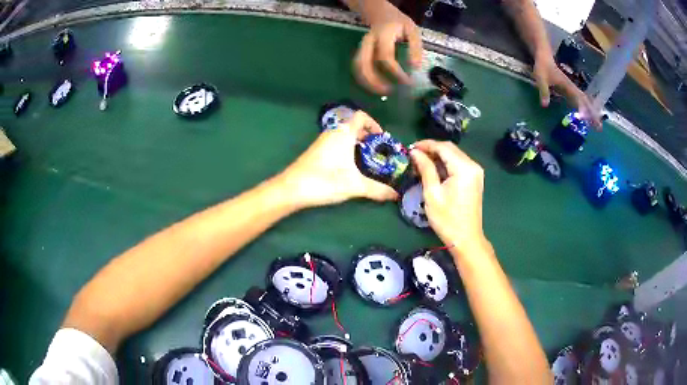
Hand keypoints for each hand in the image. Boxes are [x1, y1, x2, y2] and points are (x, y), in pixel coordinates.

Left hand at [278, 111, 397, 207]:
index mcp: (343, 133)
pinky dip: (347, 150)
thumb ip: (377, 190)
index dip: (374, 124)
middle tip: (379, 153)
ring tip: (368, 161)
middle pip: (354, 126)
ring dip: (357, 144)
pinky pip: (337, 143)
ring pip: (345, 136)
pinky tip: (350, 168)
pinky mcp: (316, 152)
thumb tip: (396, 195)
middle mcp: (333, 133)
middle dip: (369, 137)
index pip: (361, 117)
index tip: (383, 139)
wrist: (291, 189)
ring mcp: (323, 142)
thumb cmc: (324, 181)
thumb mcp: (354, 185)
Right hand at [353, 1, 422, 93]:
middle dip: (373, 81)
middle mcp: (368, 41)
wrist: (381, 13)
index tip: (407, 82)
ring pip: (357, 67)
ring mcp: (361, 46)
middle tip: (389, 91)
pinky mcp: (360, 52)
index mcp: (382, 35)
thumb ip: (415, 48)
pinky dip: (365, 79)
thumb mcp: (412, 30)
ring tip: (382, 91)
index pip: (385, 57)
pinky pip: (359, 67)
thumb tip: (415, 68)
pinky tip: (377, 85)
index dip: (396, 72)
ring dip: (367, 82)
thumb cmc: (399, 22)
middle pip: (363, 63)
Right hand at [410, 140, 486, 252]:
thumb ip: (425, 168)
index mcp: (464, 168)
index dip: (426, 144)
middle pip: (450, 148)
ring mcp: (476, 172)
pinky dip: (446, 163)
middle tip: (414, 154)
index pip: (443, 147)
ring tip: (421, 162)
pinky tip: (434, 169)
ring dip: (438, 156)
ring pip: (454, 155)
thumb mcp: (432, 193)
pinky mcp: (475, 178)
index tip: (410, 148)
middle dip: (431, 149)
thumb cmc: (447, 219)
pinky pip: (459, 163)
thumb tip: (415, 152)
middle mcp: (473, 165)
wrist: (466, 238)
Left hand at [533, 55, 601, 128]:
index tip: (587, 118)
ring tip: (598, 125)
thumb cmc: (542, 66)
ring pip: (585, 102)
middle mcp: (572, 88)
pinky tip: (588, 117)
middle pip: (585, 102)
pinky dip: (586, 109)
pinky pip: (580, 101)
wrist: (544, 56)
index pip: (577, 98)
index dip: (582, 108)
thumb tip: (545, 105)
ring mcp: (572, 89)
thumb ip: (543, 90)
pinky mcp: (570, 90)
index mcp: (567, 86)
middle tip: (599, 127)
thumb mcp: (540, 78)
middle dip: (593, 114)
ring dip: (592, 112)